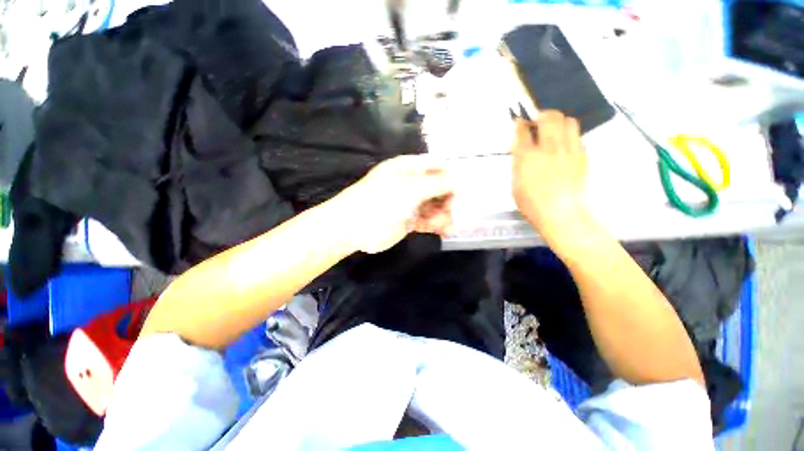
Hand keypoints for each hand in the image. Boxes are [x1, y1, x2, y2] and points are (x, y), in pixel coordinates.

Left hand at [333, 155, 453, 253]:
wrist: (355, 228)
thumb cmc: (382, 200)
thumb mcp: (411, 188)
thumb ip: (438, 183)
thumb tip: (462, 178)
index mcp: (409, 168)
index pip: (436, 165)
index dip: (453, 174)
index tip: (468, 186)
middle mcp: (411, 183)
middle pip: (438, 187)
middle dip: (449, 198)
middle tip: (458, 210)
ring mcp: (409, 202)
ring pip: (434, 205)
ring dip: (444, 214)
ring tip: (450, 225)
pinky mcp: (409, 220)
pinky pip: (427, 219)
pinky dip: (436, 224)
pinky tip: (445, 230)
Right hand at [512, 111, 589, 244]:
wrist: (563, 214)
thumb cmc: (533, 204)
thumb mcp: (515, 185)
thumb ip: (518, 164)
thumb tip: (522, 152)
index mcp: (527, 157)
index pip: (523, 130)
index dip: (521, 123)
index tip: (520, 121)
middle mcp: (548, 148)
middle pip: (549, 116)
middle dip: (542, 114)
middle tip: (538, 121)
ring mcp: (569, 150)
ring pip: (568, 121)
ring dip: (559, 121)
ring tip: (554, 131)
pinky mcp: (583, 155)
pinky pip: (577, 136)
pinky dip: (570, 135)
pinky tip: (564, 146)